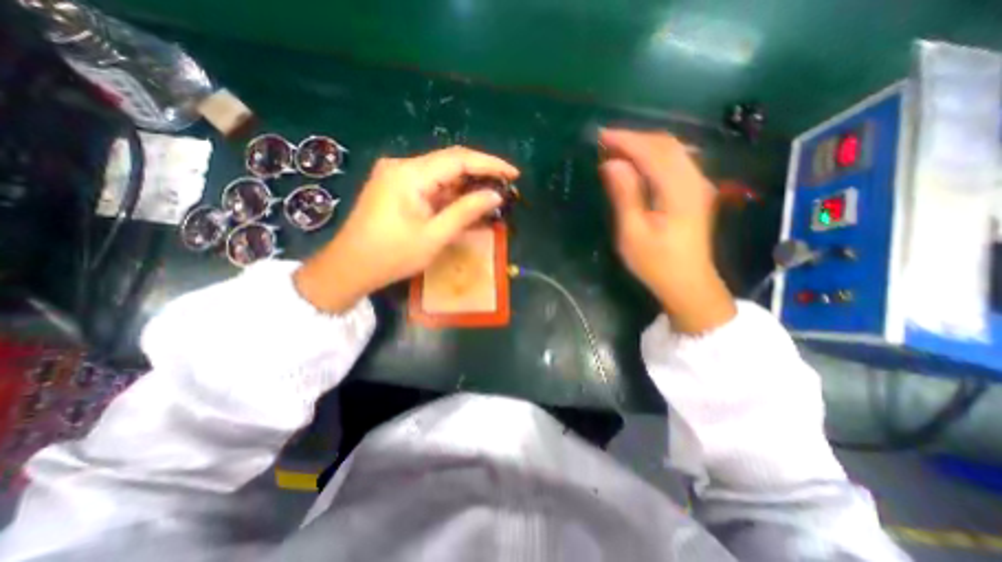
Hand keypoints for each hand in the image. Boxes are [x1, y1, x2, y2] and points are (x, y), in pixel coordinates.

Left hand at [294, 144, 519, 311]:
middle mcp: (402, 166)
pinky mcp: (396, 187)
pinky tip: (466, 204)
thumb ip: (466, 212)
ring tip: (491, 197)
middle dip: (480, 174)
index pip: (458, 159)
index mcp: (409, 174)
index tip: (514, 174)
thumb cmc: (392, 255)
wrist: (349, 267)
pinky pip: (430, 185)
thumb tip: (495, 195)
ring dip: (466, 185)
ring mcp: (397, 175)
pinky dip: (450, 194)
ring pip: (441, 174)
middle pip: (450, 163)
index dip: (490, 164)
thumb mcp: (434, 236)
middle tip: (506, 187)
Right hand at [593, 130, 732, 330]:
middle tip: (605, 142)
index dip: (626, 140)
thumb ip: (625, 196)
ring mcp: (699, 184)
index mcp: (679, 191)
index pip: (652, 152)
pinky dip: (655, 155)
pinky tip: (639, 163)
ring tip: (618, 150)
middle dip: (635, 138)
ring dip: (645, 144)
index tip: (601, 136)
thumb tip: (611, 164)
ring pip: (674, 149)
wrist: (688, 283)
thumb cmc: (656, 263)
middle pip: (667, 144)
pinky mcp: (696, 191)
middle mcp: (695, 180)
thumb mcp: (633, 233)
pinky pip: (677, 160)